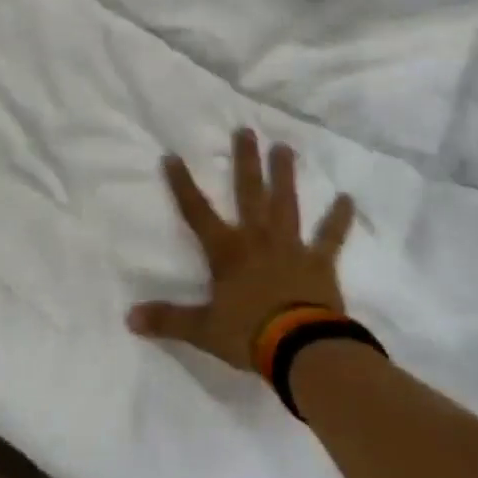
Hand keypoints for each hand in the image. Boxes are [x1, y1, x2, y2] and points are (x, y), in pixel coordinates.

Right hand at [127, 128, 355, 371]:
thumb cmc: (248, 334)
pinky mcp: (319, 261)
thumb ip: (168, 320)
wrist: (300, 348)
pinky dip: (339, 218)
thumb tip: (129, 318)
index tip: (172, 155)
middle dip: (245, 161)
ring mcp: (291, 246)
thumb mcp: (202, 329)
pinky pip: (330, 236)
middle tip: (246, 130)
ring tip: (285, 147)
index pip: (197, 212)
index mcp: (227, 251)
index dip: (183, 184)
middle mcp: (257, 238)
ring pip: (286, 203)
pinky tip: (348, 198)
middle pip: (249, 192)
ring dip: (285, 175)